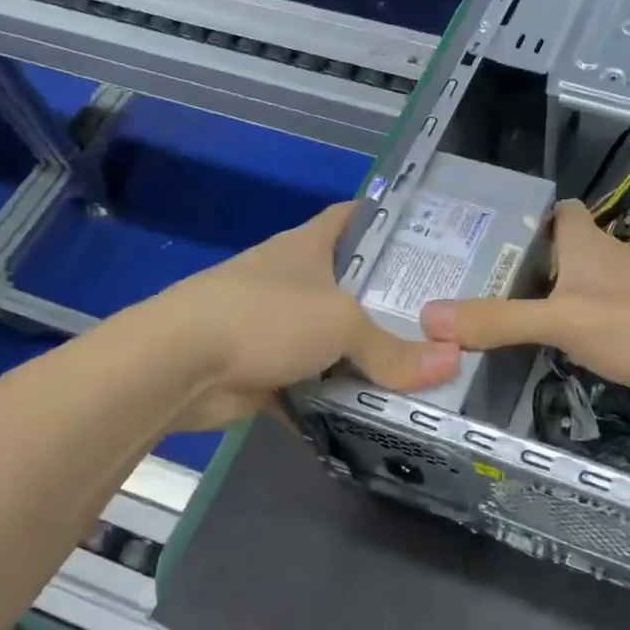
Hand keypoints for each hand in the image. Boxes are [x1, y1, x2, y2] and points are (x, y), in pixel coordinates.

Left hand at [164, 202, 459, 430]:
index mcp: (308, 246)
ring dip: (366, 356)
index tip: (431, 234)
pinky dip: (337, 400)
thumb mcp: (341, 325)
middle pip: (351, 284)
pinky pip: (314, 384)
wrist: (178, 366)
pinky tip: (376, 412)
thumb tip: (451, 363)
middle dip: (392, 300)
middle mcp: (293, 280)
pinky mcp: (264, 370)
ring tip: (422, 366)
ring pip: (334, 339)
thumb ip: (394, 349)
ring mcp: (276, 327)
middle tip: (443, 316)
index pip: (354, 217)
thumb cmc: (264, 317)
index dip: (389, 219)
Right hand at [420, 199, 629, 394]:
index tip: (499, 240)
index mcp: (587, 242)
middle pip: (569, 247)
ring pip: (589, 280)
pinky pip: (609, 308)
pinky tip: (572, 346)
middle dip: (535, 262)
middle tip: (494, 287)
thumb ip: (498, 321)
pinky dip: (587, 319)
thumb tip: (429, 318)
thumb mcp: (559, 322)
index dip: (532, 218)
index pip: (560, 210)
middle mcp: (612, 255)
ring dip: (560, 294)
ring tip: (522, 320)